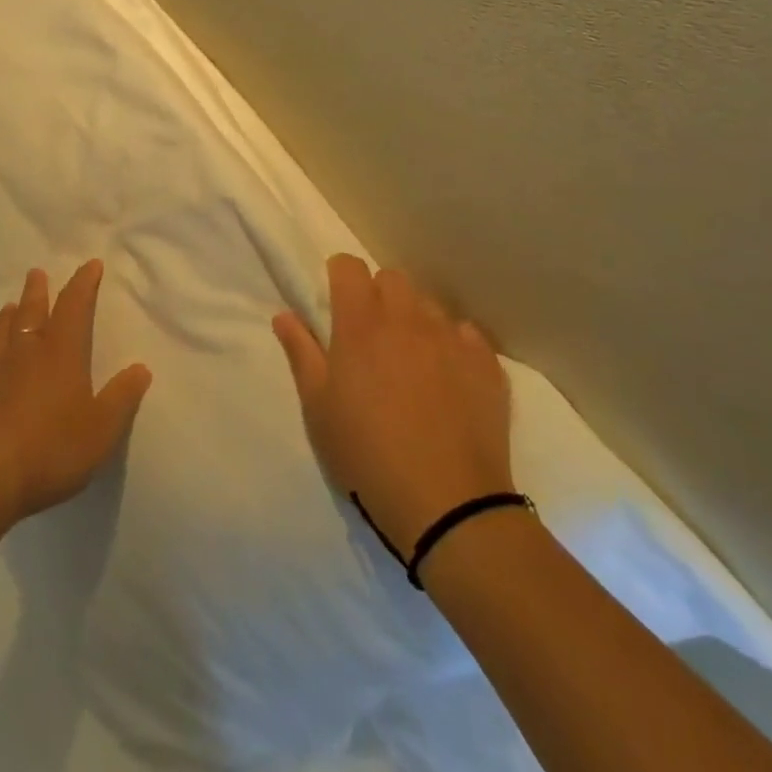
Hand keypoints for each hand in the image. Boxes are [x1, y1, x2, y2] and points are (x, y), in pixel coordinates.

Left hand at [0, 259, 153, 522]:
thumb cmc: (52, 448)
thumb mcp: (101, 429)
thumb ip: (121, 398)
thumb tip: (141, 368)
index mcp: (61, 354)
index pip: (74, 307)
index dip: (83, 284)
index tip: (90, 265)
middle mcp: (27, 355)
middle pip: (32, 312)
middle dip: (38, 291)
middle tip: (36, 273)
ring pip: (3, 334)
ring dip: (9, 316)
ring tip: (10, 306)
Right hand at [273, 254, 512, 556]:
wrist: (448, 505)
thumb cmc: (367, 453)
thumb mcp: (318, 407)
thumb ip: (300, 352)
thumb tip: (284, 314)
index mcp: (360, 323)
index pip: (349, 266)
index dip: (339, 276)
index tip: (335, 302)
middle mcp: (407, 318)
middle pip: (391, 278)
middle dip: (377, 294)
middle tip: (370, 335)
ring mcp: (451, 339)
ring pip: (429, 305)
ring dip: (415, 319)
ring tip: (411, 359)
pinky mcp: (487, 365)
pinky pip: (467, 335)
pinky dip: (454, 345)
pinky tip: (449, 377)